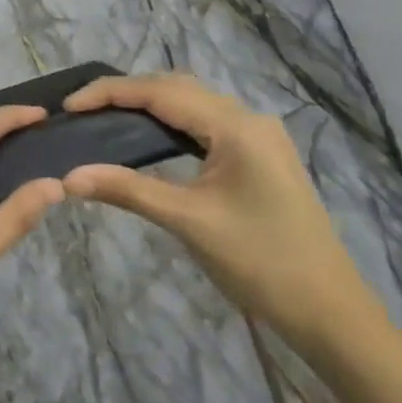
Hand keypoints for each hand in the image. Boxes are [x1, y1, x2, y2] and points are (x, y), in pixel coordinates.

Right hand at [62, 73, 385, 352]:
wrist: (332, 315)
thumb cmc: (261, 264)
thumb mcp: (188, 222)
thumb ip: (127, 190)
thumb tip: (69, 177)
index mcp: (235, 126)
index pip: (160, 91)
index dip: (110, 92)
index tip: (69, 105)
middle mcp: (248, 118)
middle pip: (176, 87)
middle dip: (126, 92)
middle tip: (82, 110)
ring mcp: (258, 135)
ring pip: (191, 102)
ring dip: (148, 103)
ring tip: (105, 117)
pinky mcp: (260, 155)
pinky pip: (205, 122)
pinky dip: (170, 121)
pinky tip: (148, 135)